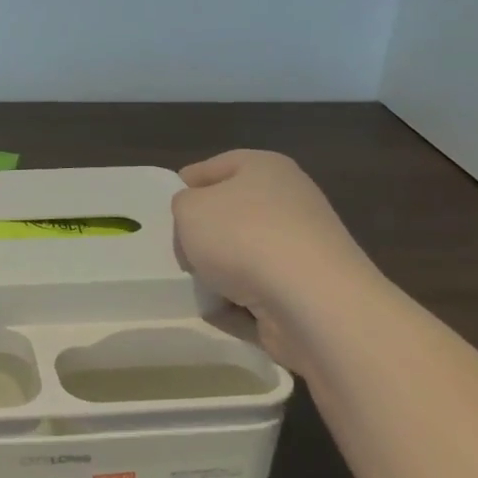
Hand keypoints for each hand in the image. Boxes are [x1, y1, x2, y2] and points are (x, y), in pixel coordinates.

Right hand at [172, 150, 375, 365]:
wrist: (311, 301)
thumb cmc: (243, 236)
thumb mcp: (188, 209)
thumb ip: (183, 205)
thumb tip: (197, 216)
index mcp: (266, 168)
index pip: (218, 165)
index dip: (188, 182)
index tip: (166, 206)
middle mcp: (290, 201)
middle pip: (232, 213)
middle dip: (203, 234)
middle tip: (176, 249)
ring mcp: (301, 248)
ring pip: (244, 255)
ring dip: (219, 272)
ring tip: (193, 285)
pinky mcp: (306, 290)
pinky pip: (258, 293)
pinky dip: (238, 303)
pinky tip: (218, 311)